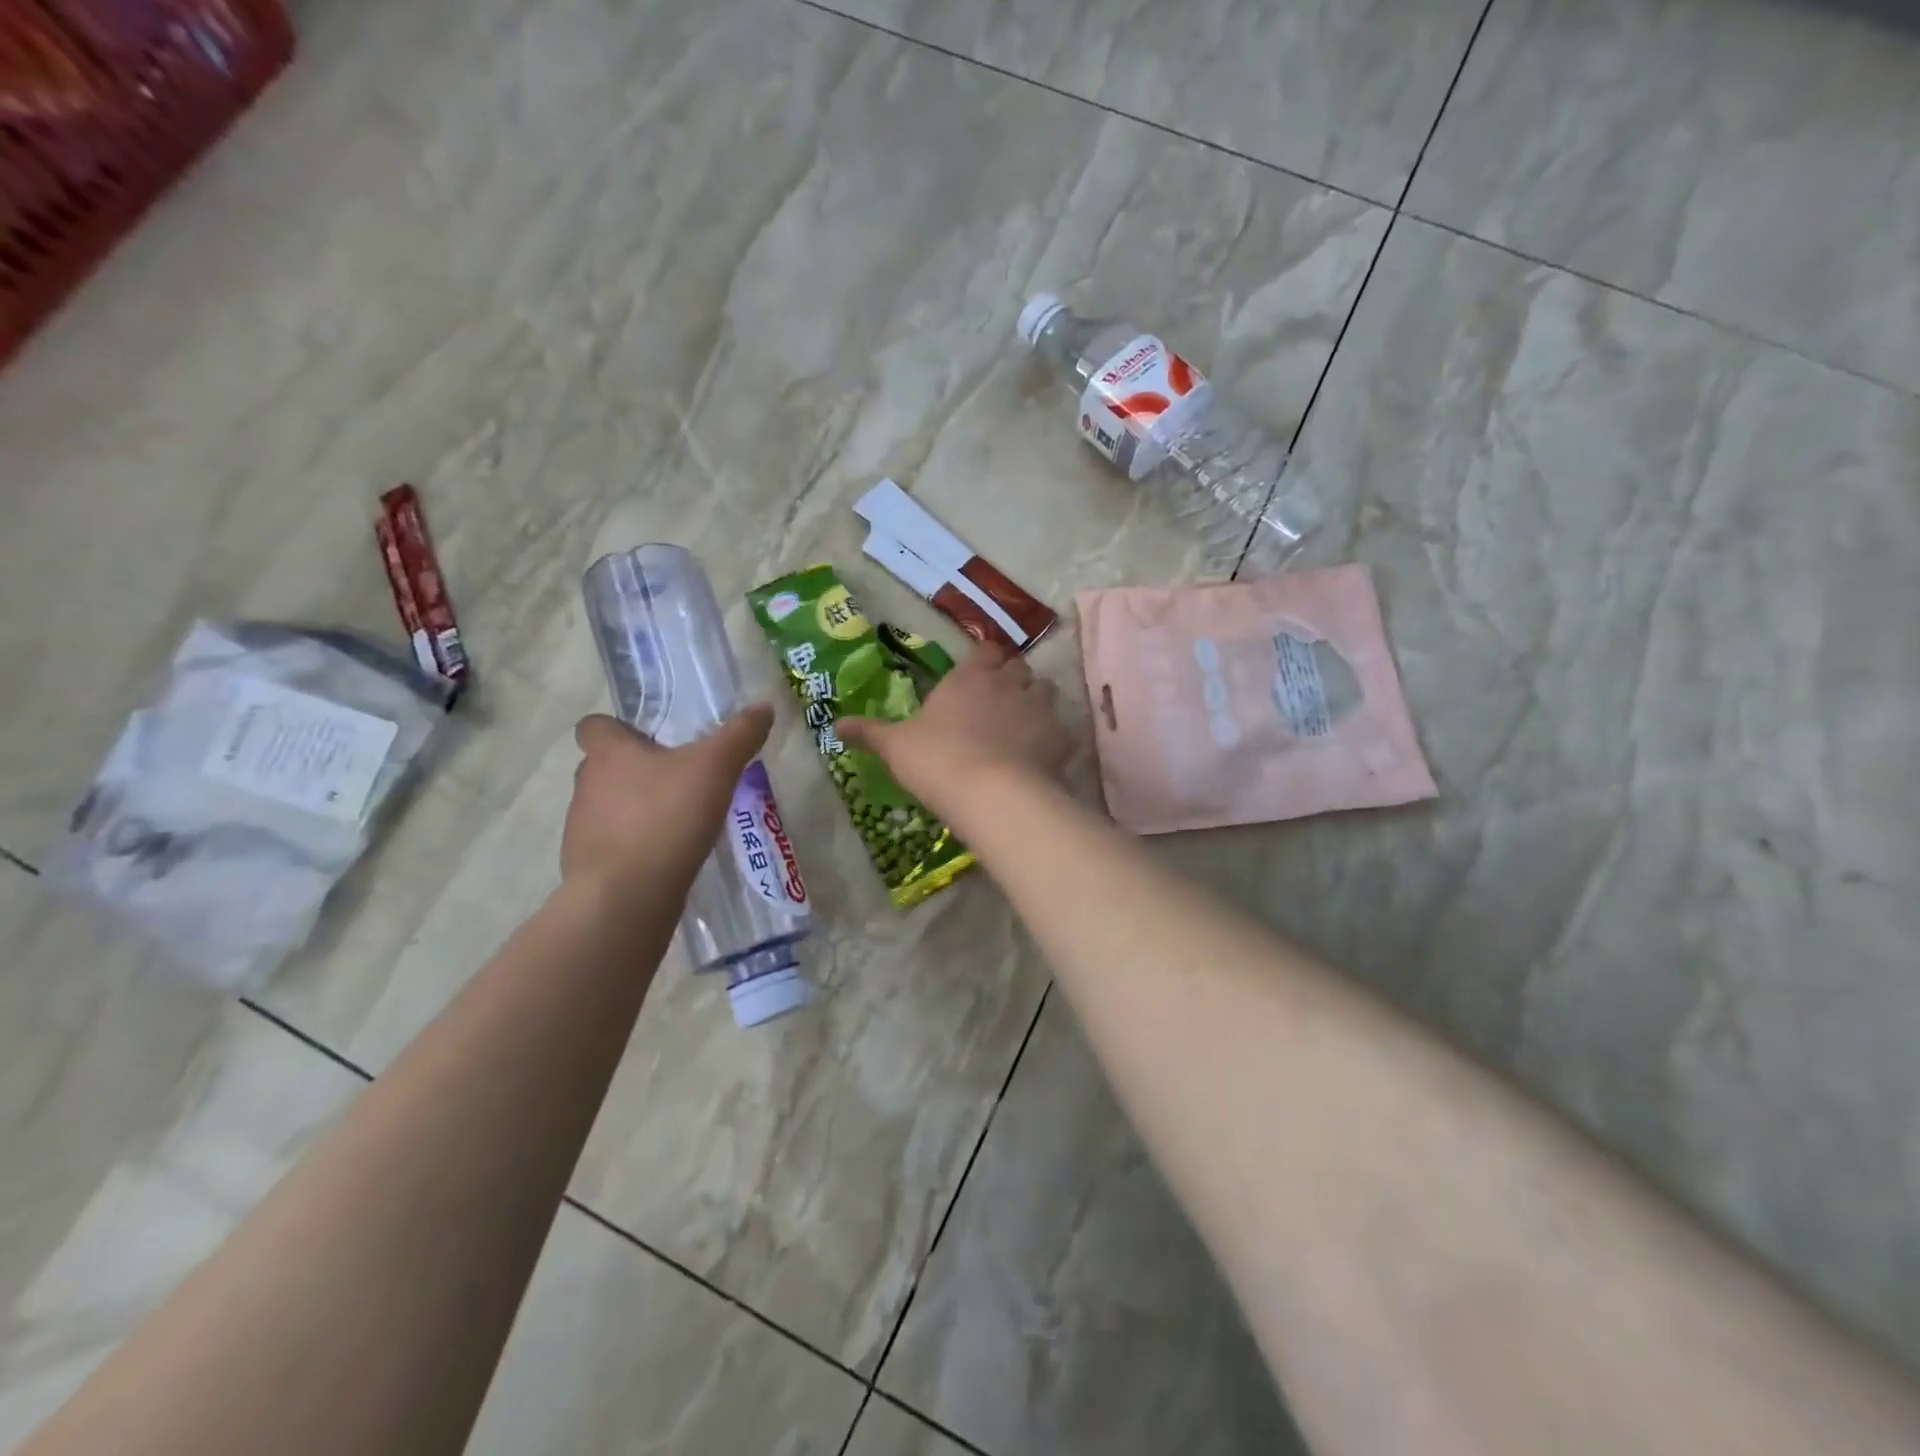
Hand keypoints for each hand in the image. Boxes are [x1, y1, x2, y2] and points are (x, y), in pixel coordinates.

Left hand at [562, 705, 772, 890]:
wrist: (626, 896)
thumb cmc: (665, 818)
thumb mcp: (715, 768)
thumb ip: (739, 736)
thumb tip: (763, 707)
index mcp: (607, 753)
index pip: (593, 726)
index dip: (617, 728)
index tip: (650, 738)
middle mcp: (586, 786)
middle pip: (604, 767)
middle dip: (636, 770)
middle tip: (679, 779)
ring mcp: (581, 829)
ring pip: (608, 807)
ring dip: (635, 810)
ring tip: (678, 821)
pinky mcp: (588, 867)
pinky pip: (613, 846)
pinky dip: (636, 847)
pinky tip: (668, 857)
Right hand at [840, 643, 1071, 817]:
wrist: (991, 794)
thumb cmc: (936, 761)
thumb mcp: (895, 747)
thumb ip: (869, 732)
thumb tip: (835, 725)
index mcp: (969, 677)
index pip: (985, 651)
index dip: (984, 659)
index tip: (979, 671)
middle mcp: (1009, 684)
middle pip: (1019, 667)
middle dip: (1013, 677)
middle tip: (1000, 698)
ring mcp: (1040, 709)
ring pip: (1046, 691)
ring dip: (1037, 701)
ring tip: (1024, 723)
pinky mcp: (1061, 738)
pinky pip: (1063, 730)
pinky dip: (1055, 737)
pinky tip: (1044, 755)